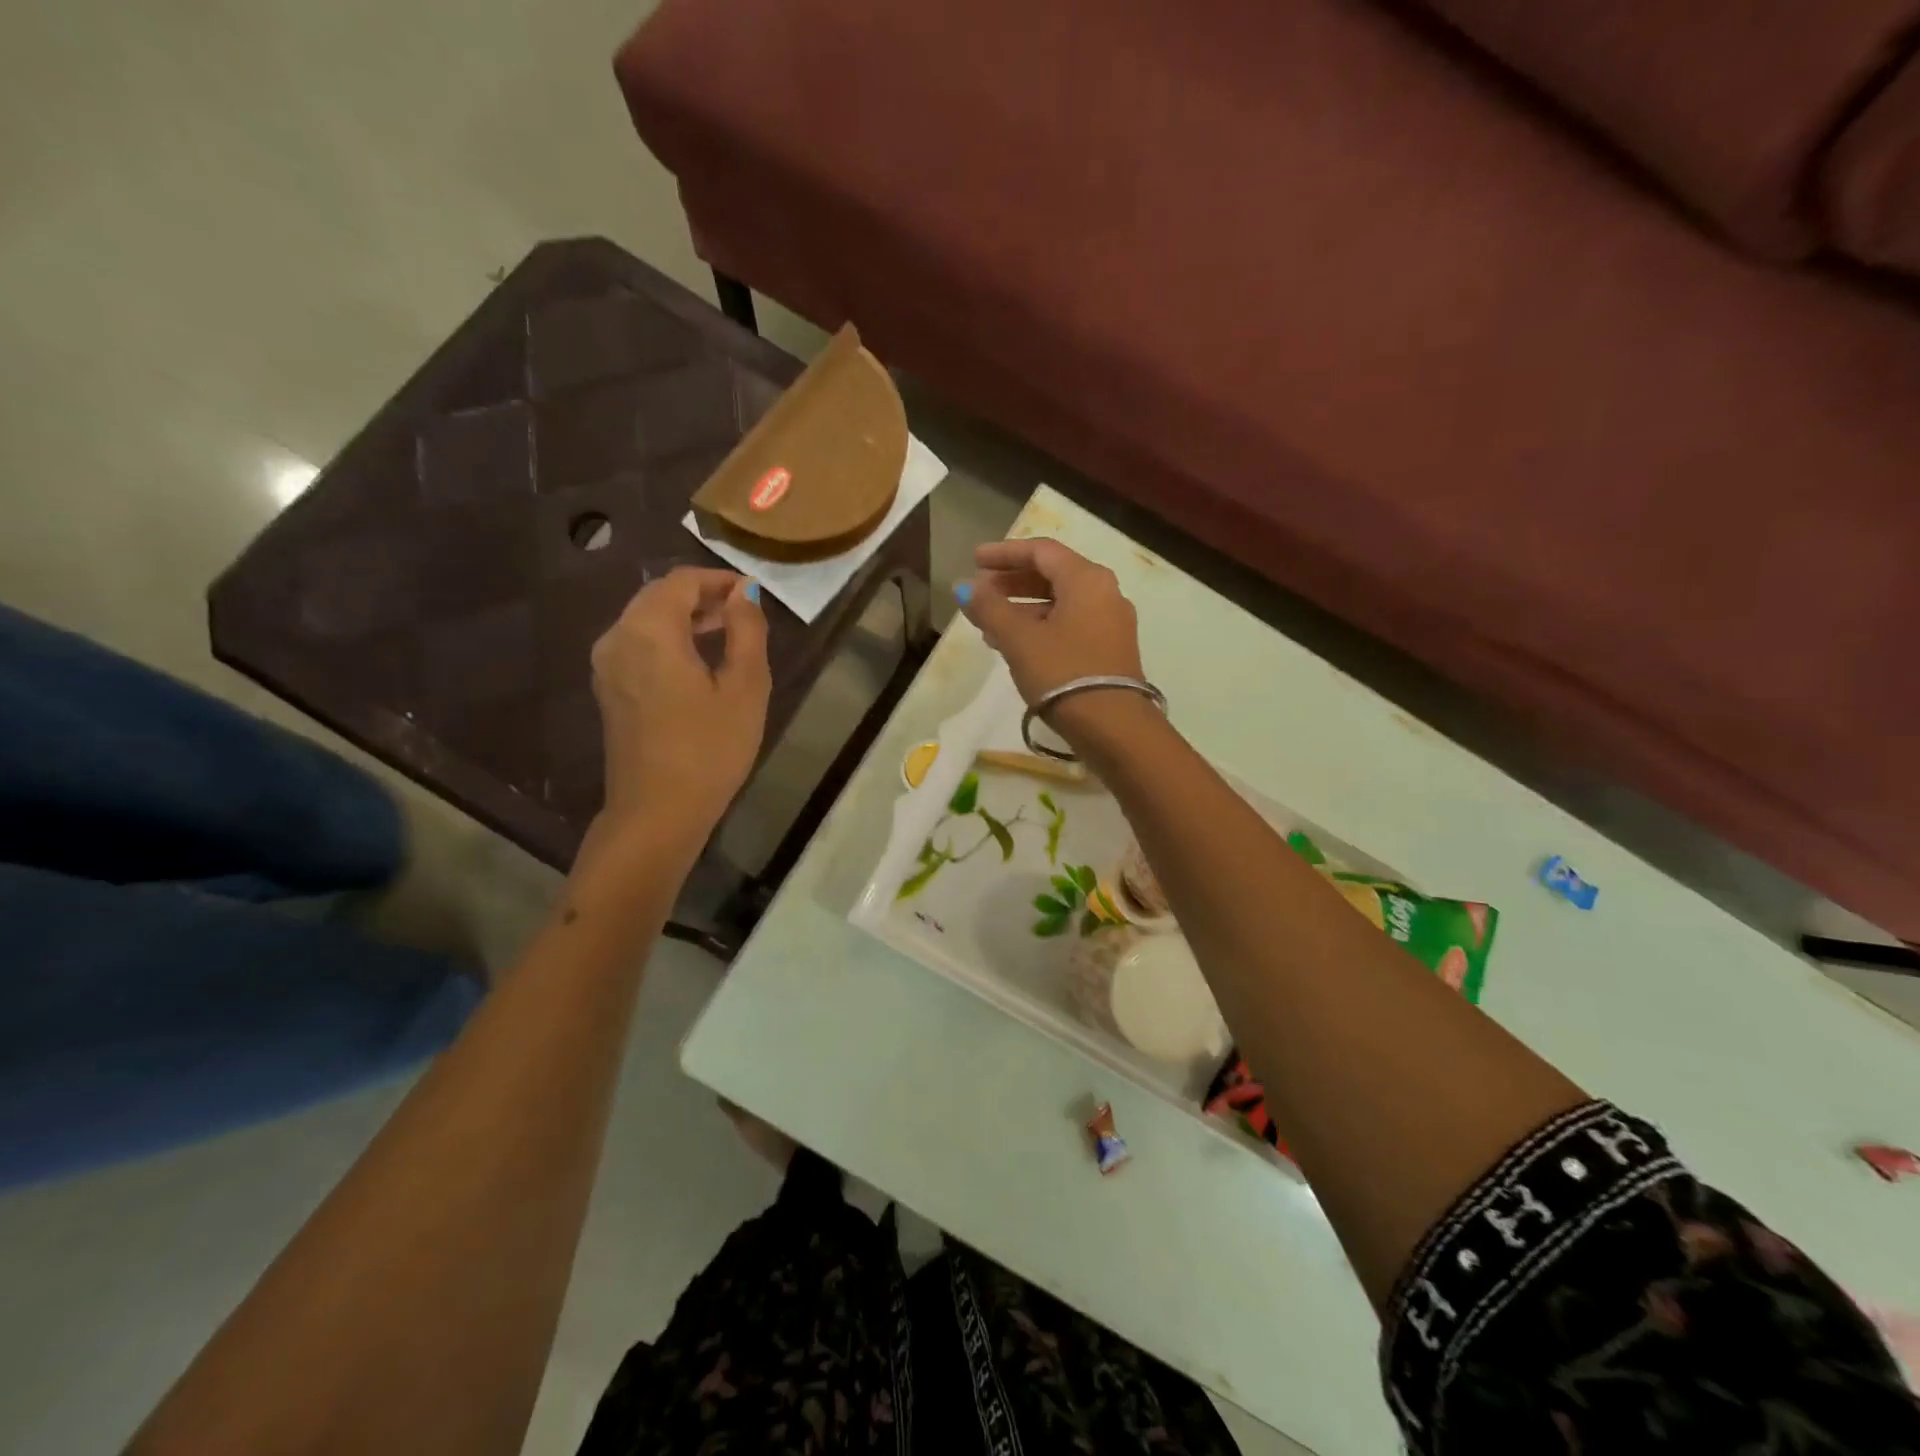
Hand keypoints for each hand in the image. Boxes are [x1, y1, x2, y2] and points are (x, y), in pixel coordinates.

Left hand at [590, 567, 769, 841]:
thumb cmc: (710, 749)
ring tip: (726, 633)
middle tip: (743, 612)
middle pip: (659, 596)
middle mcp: (618, 637)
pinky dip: (668, 639)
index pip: (682, 581)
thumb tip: (744, 593)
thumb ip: (747, 630)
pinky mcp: (608, 689)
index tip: (753, 593)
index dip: (719, 579)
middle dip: (701, 596)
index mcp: (649, 630)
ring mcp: (607, 665)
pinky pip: (637, 644)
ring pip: (646, 619)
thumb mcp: (745, 687)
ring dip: (685, 618)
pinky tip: (697, 661)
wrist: (658, 812)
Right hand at [956, 539, 1145, 737]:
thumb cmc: (1062, 673)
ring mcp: (1112, 623)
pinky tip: (1017, 646)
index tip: (974, 560)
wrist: (1113, 726)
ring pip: (1061, 603)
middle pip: (1053, 575)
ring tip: (989, 625)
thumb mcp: (1019, 639)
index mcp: (1086, 579)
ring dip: (1023, 608)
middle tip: (980, 592)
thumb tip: (965, 586)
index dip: (1004, 553)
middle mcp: (1105, 592)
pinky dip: (1042, 626)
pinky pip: (1071, 625)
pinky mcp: (1111, 650)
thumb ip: (989, 608)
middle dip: (1012, 582)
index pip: (1041, 551)